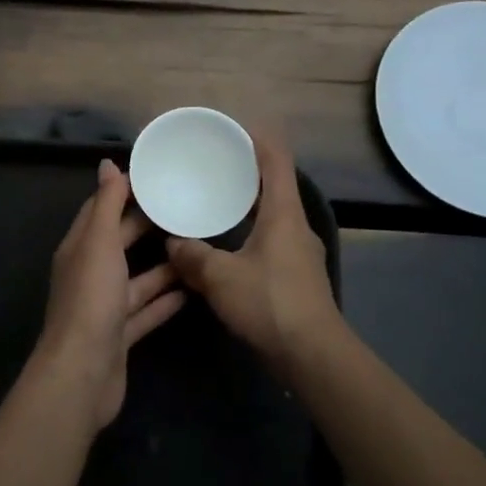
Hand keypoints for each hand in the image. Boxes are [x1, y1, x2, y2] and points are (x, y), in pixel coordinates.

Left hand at [35, 159, 185, 428]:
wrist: (83, 373)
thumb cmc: (90, 299)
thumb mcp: (98, 243)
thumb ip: (106, 205)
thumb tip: (107, 164)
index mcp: (80, 248)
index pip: (100, 210)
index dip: (123, 192)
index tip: (156, 177)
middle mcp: (90, 274)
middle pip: (121, 242)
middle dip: (148, 226)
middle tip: (186, 208)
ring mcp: (106, 307)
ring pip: (138, 279)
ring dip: (164, 266)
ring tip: (198, 247)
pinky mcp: (121, 335)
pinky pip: (147, 311)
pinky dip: (166, 300)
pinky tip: (193, 290)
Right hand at [167, 129, 339, 371]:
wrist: (313, 355)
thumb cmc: (269, 303)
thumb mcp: (220, 277)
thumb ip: (193, 256)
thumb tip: (173, 242)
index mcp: (283, 213)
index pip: (276, 161)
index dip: (259, 140)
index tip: (235, 129)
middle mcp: (297, 226)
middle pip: (276, 186)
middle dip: (248, 173)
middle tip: (215, 165)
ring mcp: (302, 253)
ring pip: (274, 216)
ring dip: (250, 205)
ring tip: (218, 202)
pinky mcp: (299, 277)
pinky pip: (273, 241)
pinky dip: (252, 232)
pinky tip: (230, 246)